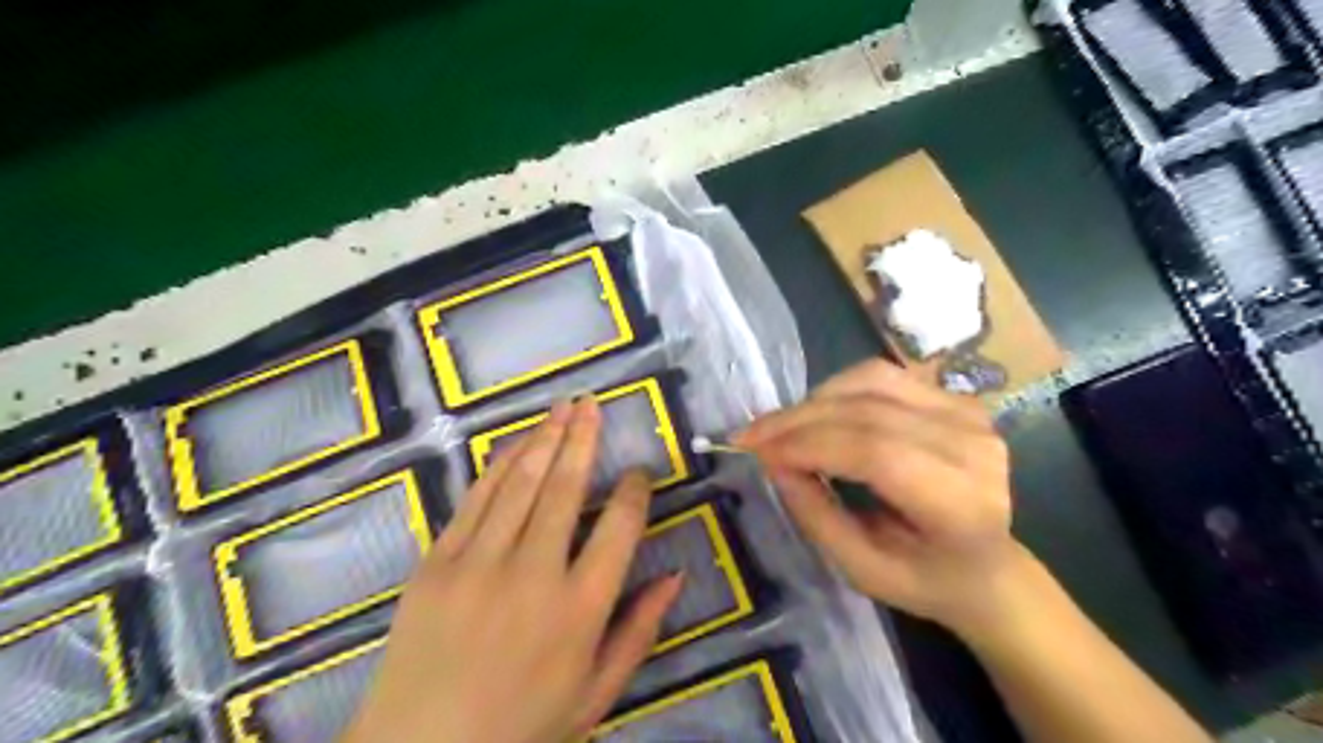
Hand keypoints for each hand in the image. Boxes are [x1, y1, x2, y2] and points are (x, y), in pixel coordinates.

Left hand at [343, 400, 681, 742]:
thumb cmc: (522, 726)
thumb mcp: (597, 693)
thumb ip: (639, 631)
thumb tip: (676, 575)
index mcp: (580, 609)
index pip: (620, 527)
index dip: (634, 491)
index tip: (639, 472)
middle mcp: (533, 574)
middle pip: (566, 488)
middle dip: (583, 439)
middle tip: (593, 405)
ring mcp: (479, 564)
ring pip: (521, 483)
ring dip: (545, 439)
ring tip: (562, 408)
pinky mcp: (437, 562)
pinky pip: (475, 499)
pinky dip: (499, 465)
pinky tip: (517, 442)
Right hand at [740, 359, 1016, 636]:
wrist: (987, 566)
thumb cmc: (923, 579)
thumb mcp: (861, 568)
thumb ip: (816, 514)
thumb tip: (773, 461)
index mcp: (960, 504)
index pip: (876, 453)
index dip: (809, 445)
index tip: (757, 452)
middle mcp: (972, 447)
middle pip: (868, 412)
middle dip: (798, 420)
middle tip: (751, 436)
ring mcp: (968, 414)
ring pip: (871, 382)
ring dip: (814, 401)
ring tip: (781, 428)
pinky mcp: (955, 397)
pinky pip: (882, 377)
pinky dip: (838, 390)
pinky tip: (817, 414)